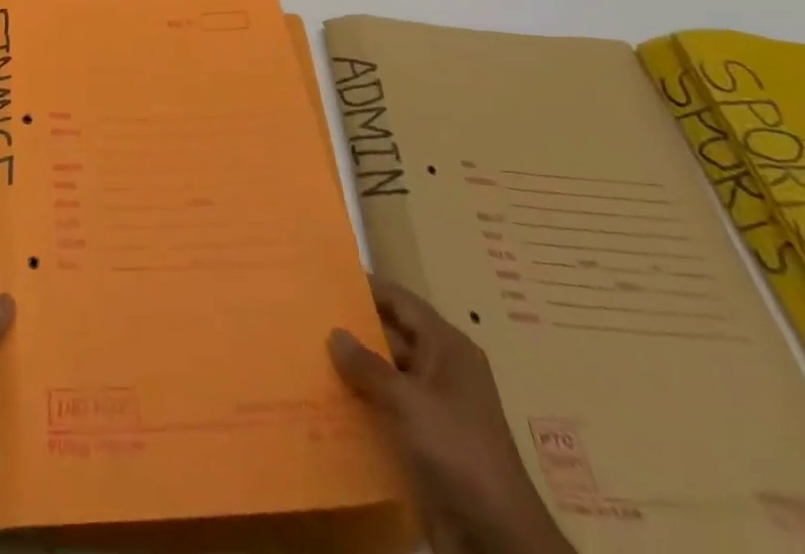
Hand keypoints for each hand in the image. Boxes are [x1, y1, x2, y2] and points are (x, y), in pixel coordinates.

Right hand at [329, 279, 574, 553]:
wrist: (497, 539)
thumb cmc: (456, 450)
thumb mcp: (408, 402)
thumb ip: (368, 366)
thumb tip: (335, 333)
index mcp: (447, 348)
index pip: (402, 302)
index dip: (368, 288)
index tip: (328, 278)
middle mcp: (442, 371)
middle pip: (392, 337)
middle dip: (354, 331)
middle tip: (307, 318)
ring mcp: (435, 408)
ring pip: (387, 376)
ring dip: (354, 371)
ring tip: (308, 357)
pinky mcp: (426, 442)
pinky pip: (387, 410)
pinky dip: (363, 405)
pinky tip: (328, 402)